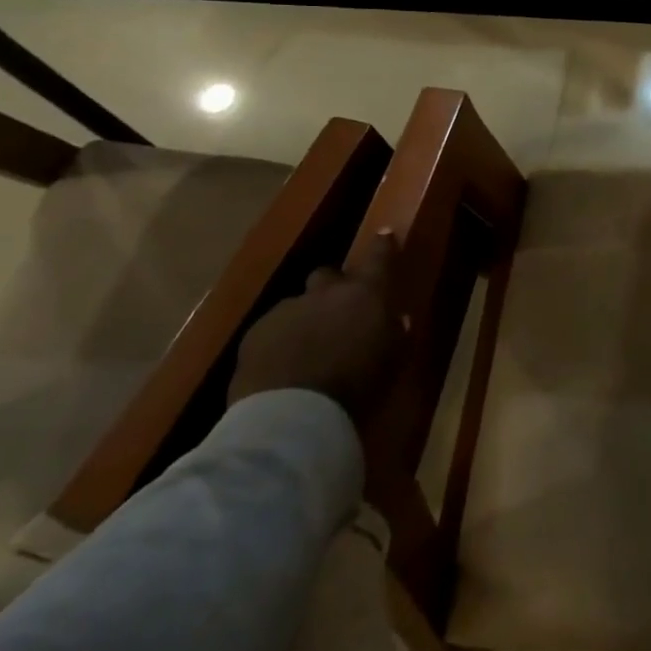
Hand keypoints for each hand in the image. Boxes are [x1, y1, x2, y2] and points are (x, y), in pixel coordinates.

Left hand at [228, 230, 408, 425]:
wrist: (292, 415)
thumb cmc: (358, 386)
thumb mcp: (393, 360)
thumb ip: (396, 334)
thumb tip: (397, 319)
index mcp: (366, 294)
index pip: (379, 257)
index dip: (383, 245)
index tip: (385, 234)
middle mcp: (325, 292)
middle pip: (328, 275)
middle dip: (334, 288)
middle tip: (340, 312)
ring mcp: (286, 311)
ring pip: (299, 304)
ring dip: (306, 318)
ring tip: (309, 348)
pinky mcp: (254, 335)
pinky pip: (273, 329)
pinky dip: (281, 340)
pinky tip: (284, 366)